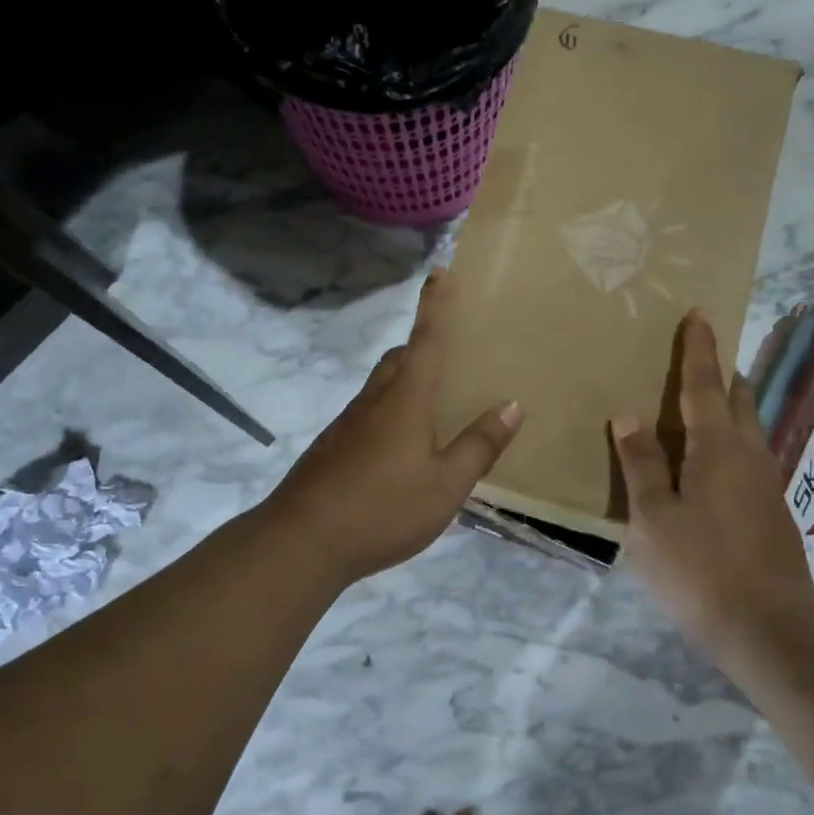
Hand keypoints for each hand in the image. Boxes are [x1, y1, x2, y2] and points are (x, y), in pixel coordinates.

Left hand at [267, 270, 522, 584]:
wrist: (301, 541)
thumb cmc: (382, 509)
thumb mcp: (445, 485)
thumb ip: (479, 445)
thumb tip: (512, 405)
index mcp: (405, 400)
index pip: (425, 341)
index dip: (435, 307)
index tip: (439, 273)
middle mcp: (373, 402)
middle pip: (398, 360)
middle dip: (420, 348)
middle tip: (447, 357)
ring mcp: (347, 425)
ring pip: (380, 388)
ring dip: (403, 383)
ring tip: (430, 407)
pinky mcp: (331, 449)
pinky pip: (367, 415)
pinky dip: (388, 414)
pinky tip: (399, 451)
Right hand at [611, 310, 813, 656]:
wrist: (771, 631)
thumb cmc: (701, 568)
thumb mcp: (653, 517)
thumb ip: (641, 464)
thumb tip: (628, 415)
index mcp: (719, 449)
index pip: (706, 385)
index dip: (699, 349)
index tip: (699, 313)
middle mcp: (750, 456)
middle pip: (738, 401)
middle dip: (720, 373)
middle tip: (697, 357)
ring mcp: (767, 486)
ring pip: (749, 431)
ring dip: (728, 409)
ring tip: (698, 407)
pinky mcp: (772, 514)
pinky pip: (749, 459)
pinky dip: (729, 443)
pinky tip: (709, 466)